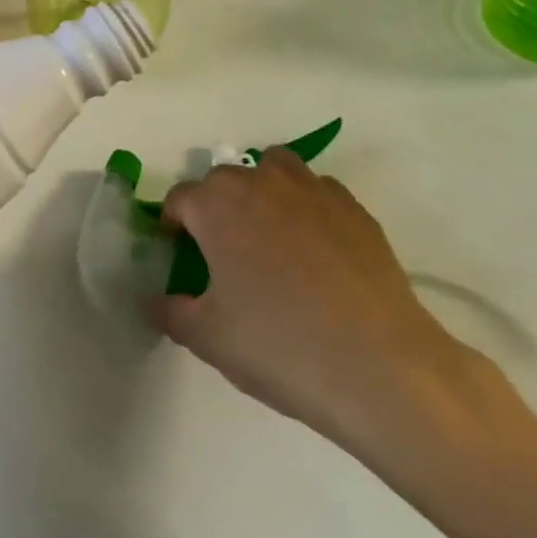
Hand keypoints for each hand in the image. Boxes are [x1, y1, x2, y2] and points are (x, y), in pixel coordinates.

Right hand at [158, 151, 505, 484]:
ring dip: (262, 192)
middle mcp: (261, 181)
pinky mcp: (355, 209)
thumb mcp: (207, 337)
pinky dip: (306, 209)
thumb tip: (156, 300)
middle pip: (224, 181)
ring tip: (269, 239)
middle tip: (223, 257)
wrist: (380, 367)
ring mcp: (313, 189)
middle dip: (215, 209)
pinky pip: (317, 193)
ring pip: (274, 170)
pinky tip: (316, 253)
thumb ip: (171, 311)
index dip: (172, 226)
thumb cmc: (279, 345)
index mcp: (217, 204)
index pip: (179, 200)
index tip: (179, 256)